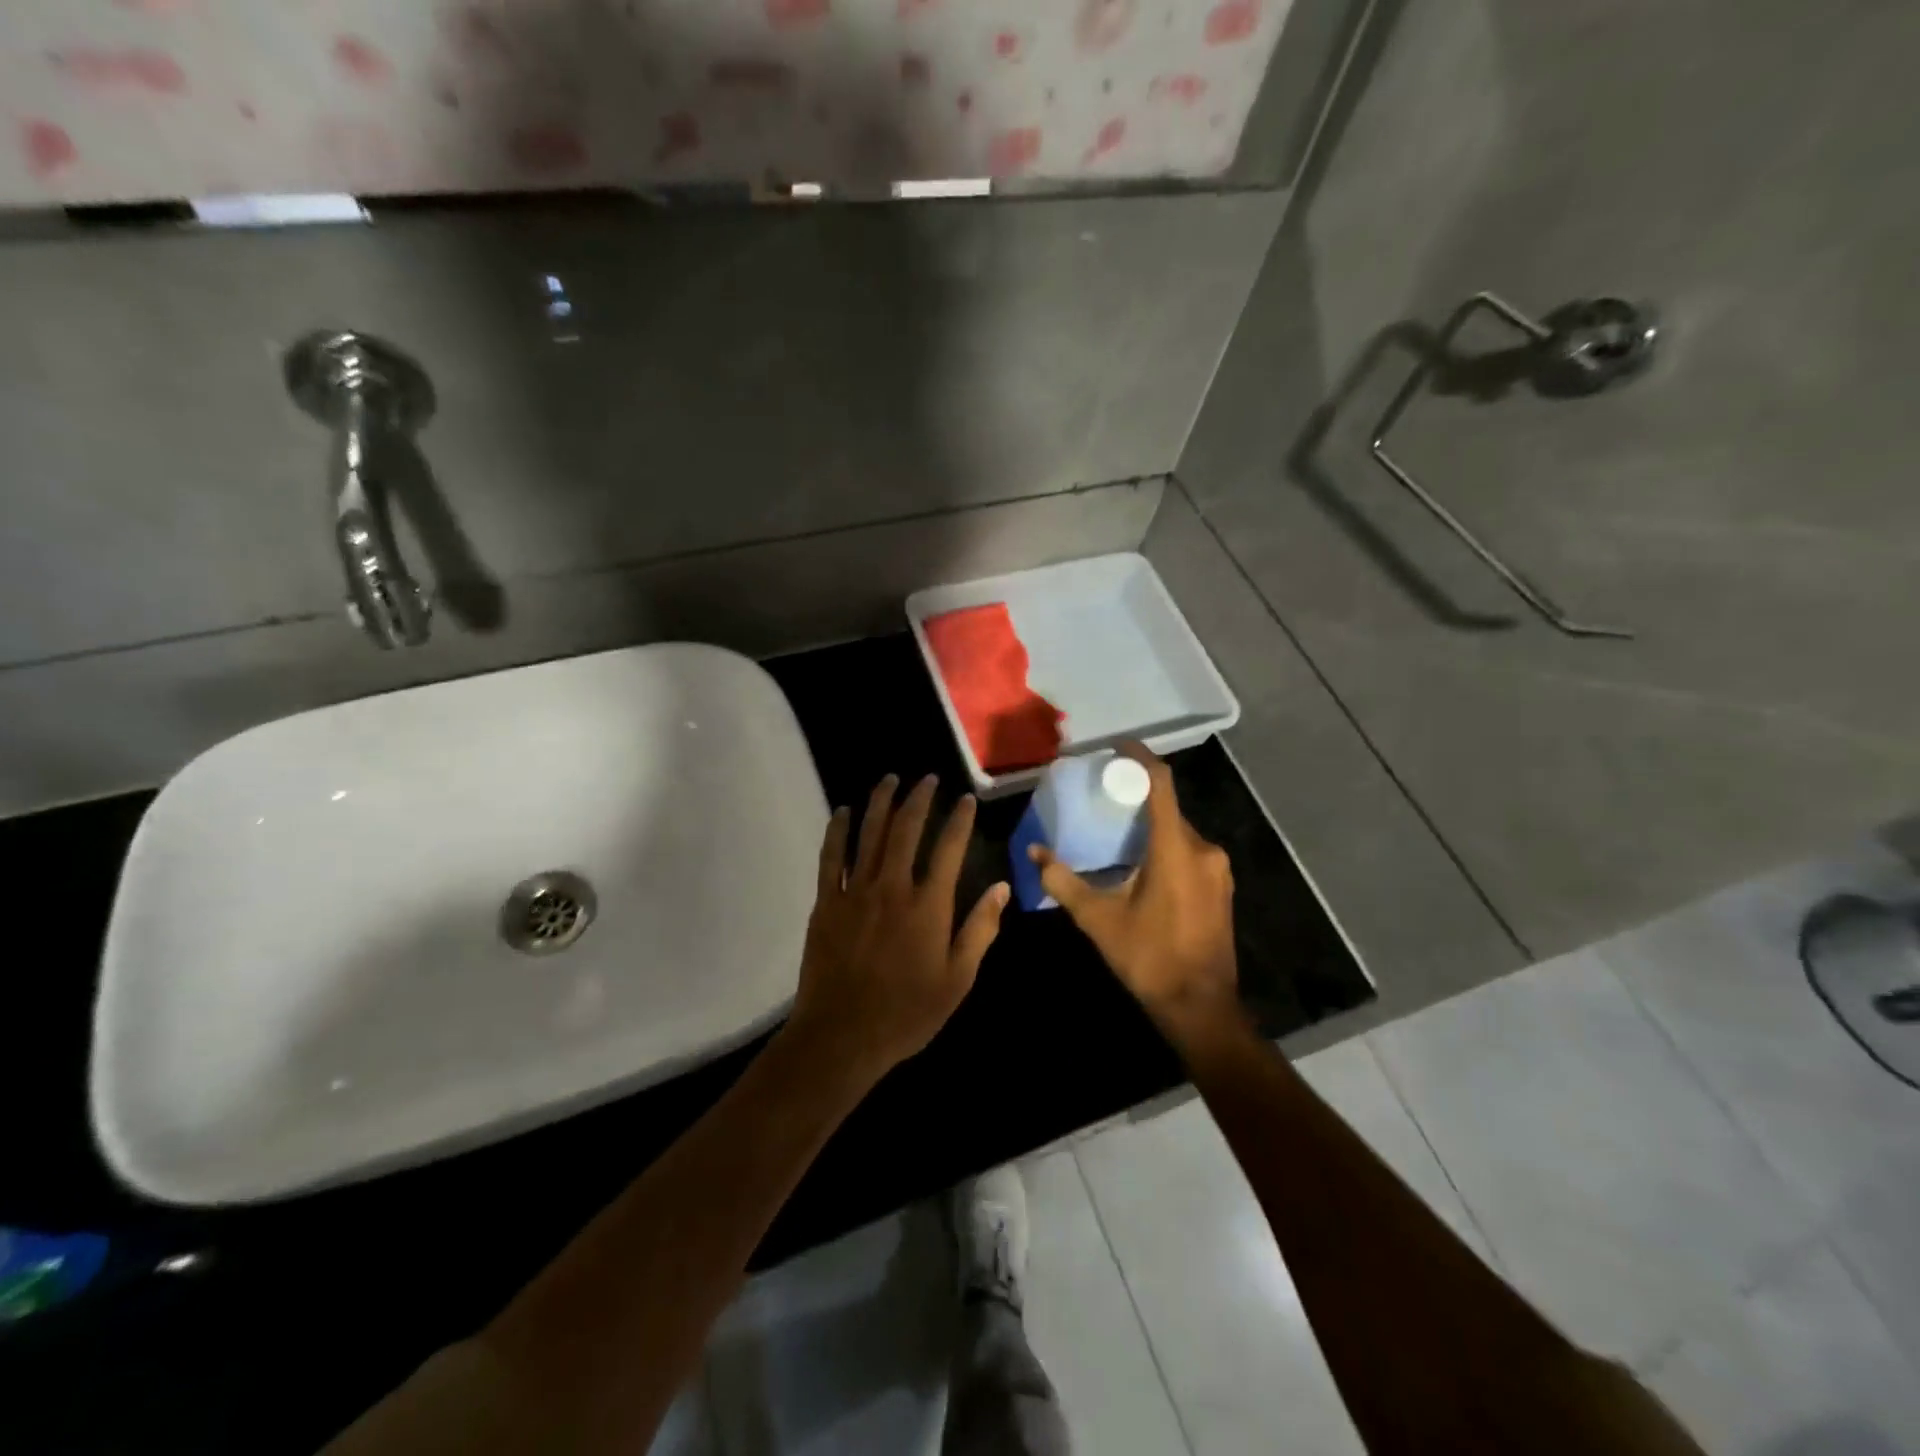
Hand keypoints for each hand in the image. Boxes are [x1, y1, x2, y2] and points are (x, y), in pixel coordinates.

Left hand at [787, 774, 1009, 1082]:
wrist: (843, 1036)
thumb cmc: (907, 1013)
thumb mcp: (958, 979)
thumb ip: (980, 930)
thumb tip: (1001, 888)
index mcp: (928, 906)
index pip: (949, 849)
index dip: (959, 820)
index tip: (965, 799)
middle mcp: (892, 887)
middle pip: (906, 830)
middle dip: (918, 799)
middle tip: (927, 779)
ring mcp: (855, 892)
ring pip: (869, 834)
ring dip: (880, 802)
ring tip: (890, 780)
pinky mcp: (826, 903)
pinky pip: (830, 857)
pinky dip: (837, 831)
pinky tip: (842, 812)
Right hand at [1030, 744, 1238, 1033]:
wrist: (1202, 1006)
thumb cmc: (1149, 957)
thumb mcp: (1099, 919)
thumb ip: (1064, 881)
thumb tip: (1035, 853)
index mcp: (1175, 849)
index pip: (1161, 784)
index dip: (1140, 758)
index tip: (1116, 747)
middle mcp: (1203, 849)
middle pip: (1168, 807)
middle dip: (1138, 796)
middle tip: (1104, 795)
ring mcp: (1218, 869)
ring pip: (1179, 830)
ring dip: (1150, 824)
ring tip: (1116, 828)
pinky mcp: (1221, 887)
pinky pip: (1190, 850)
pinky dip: (1164, 844)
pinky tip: (1140, 862)